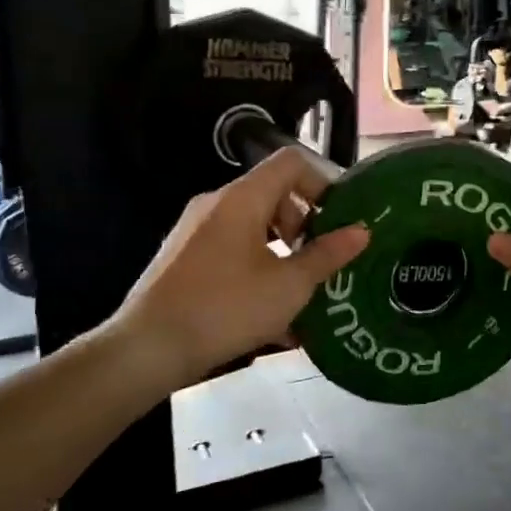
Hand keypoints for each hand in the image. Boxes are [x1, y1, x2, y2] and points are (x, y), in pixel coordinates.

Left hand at [113, 148, 368, 385]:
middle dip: (305, 223)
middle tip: (321, 260)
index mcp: (242, 198)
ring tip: (301, 291)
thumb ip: (327, 255)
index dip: (323, 182)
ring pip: (253, 226)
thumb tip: (361, 231)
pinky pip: (232, 249)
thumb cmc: (225, 309)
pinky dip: (258, 267)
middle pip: (273, 194)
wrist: (148, 347)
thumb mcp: (288, 286)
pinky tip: (270, 311)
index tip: (340, 220)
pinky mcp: (184, 257)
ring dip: (283, 250)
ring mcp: (196, 230)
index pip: (291, 162)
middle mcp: (216, 204)